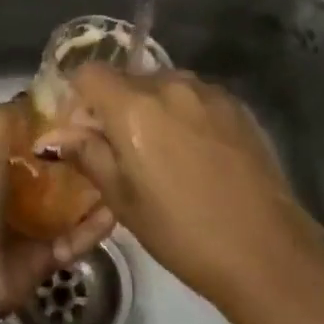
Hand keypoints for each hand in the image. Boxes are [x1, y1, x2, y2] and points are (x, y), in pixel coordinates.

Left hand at [0, 101, 115, 313]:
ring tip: (125, 173)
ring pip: (74, 206)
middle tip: (116, 142)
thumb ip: (3, 122)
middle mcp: (19, 197)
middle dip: (83, 159)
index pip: (35, 144)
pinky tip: (120, 209)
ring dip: (96, 192)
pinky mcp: (52, 256)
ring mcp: (36, 228)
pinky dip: (96, 226)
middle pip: (59, 174)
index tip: (88, 111)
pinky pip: (79, 238)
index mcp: (1, 171)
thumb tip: (26, 93)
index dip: (58, 128)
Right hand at [38, 64, 319, 307]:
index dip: (80, 98)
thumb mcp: (122, 200)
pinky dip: (185, 115)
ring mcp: (209, 92)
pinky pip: (196, 98)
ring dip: (152, 108)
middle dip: (116, 106)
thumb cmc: (181, 232)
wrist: (266, 251)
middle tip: (124, 152)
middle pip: (127, 78)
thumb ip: (88, 155)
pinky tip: (198, 156)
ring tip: (166, 155)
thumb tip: (58, 135)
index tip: (86, 132)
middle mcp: (170, 85)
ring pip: (163, 86)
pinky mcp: (238, 106)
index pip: (89, 73)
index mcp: (133, 106)